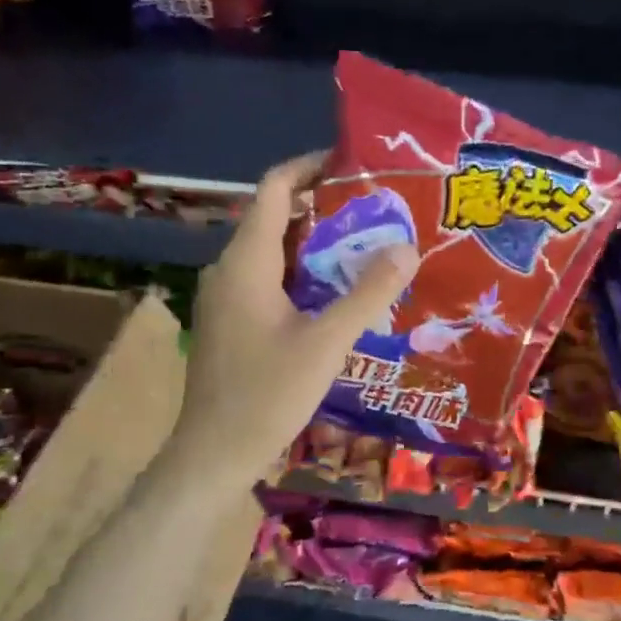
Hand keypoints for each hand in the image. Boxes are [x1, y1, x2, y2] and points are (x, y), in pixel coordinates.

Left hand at [176, 153, 416, 474]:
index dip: (309, 168)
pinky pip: (271, 280)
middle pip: (277, 219)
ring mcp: (227, 298)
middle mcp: (230, 270)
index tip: (352, 165)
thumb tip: (407, 248)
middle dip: (326, 210)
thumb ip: (368, 293)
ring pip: (276, 253)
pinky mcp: (232, 322)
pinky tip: (339, 297)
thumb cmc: (267, 395)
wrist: (213, 455)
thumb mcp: (327, 343)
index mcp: (246, 263)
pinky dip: (305, 275)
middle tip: (379, 214)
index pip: (273, 189)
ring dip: (318, 246)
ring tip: (368, 251)